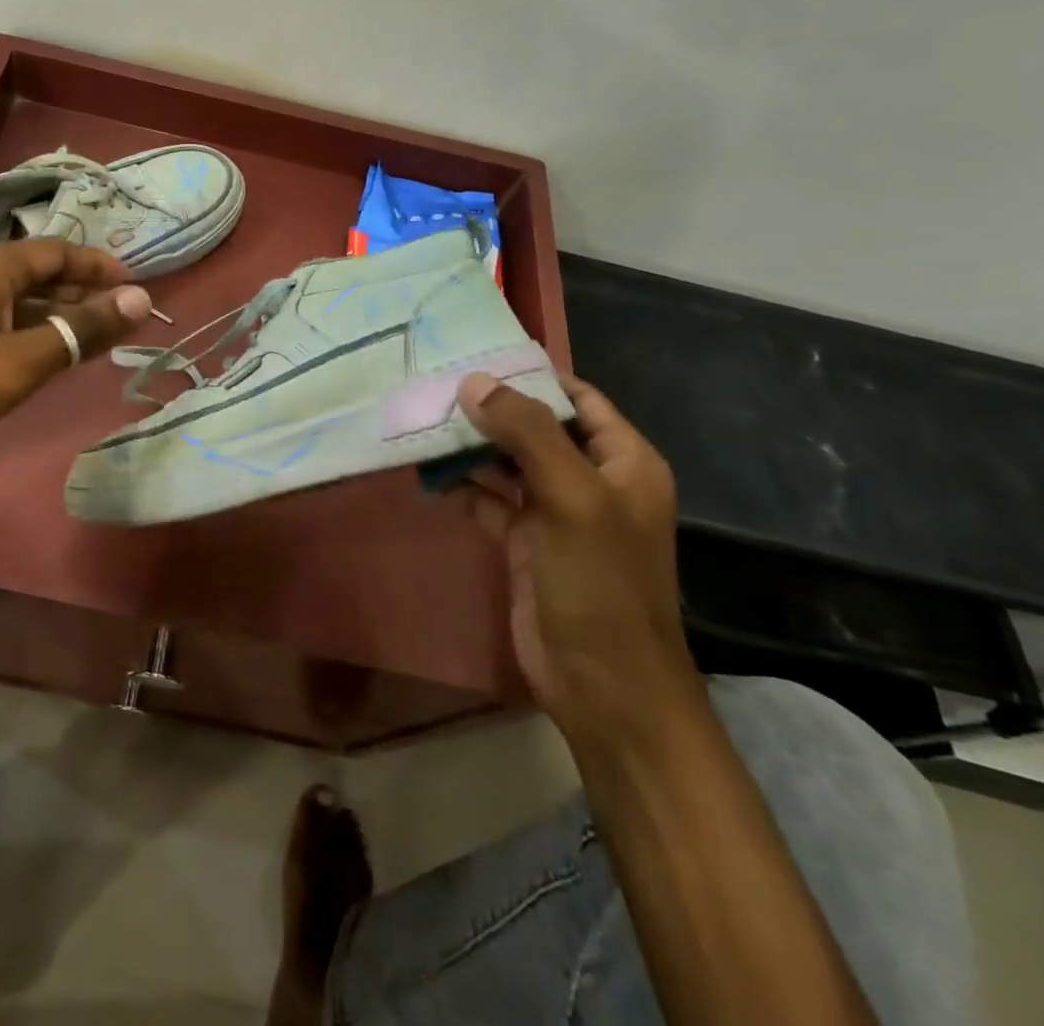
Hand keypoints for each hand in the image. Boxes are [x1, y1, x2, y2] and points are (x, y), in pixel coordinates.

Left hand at [0, 238, 151, 453]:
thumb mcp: (19, 359)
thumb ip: (80, 329)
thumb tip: (140, 299)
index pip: (60, 251)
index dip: (100, 267)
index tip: (135, 287)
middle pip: (35, 271)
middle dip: (79, 291)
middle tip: (116, 318)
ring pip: (9, 297)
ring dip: (49, 313)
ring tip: (82, 339)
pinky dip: (19, 328)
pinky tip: (26, 355)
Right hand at [454, 373, 695, 741]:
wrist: (602, 685)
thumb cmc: (600, 583)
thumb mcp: (571, 497)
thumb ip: (527, 433)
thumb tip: (474, 383)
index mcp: (621, 461)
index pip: (576, 398)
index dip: (530, 376)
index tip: (475, 357)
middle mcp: (590, 479)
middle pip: (536, 427)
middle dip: (490, 409)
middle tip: (434, 386)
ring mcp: (555, 512)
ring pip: (507, 463)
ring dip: (470, 446)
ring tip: (422, 422)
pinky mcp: (524, 542)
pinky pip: (489, 500)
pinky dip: (462, 486)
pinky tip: (428, 475)